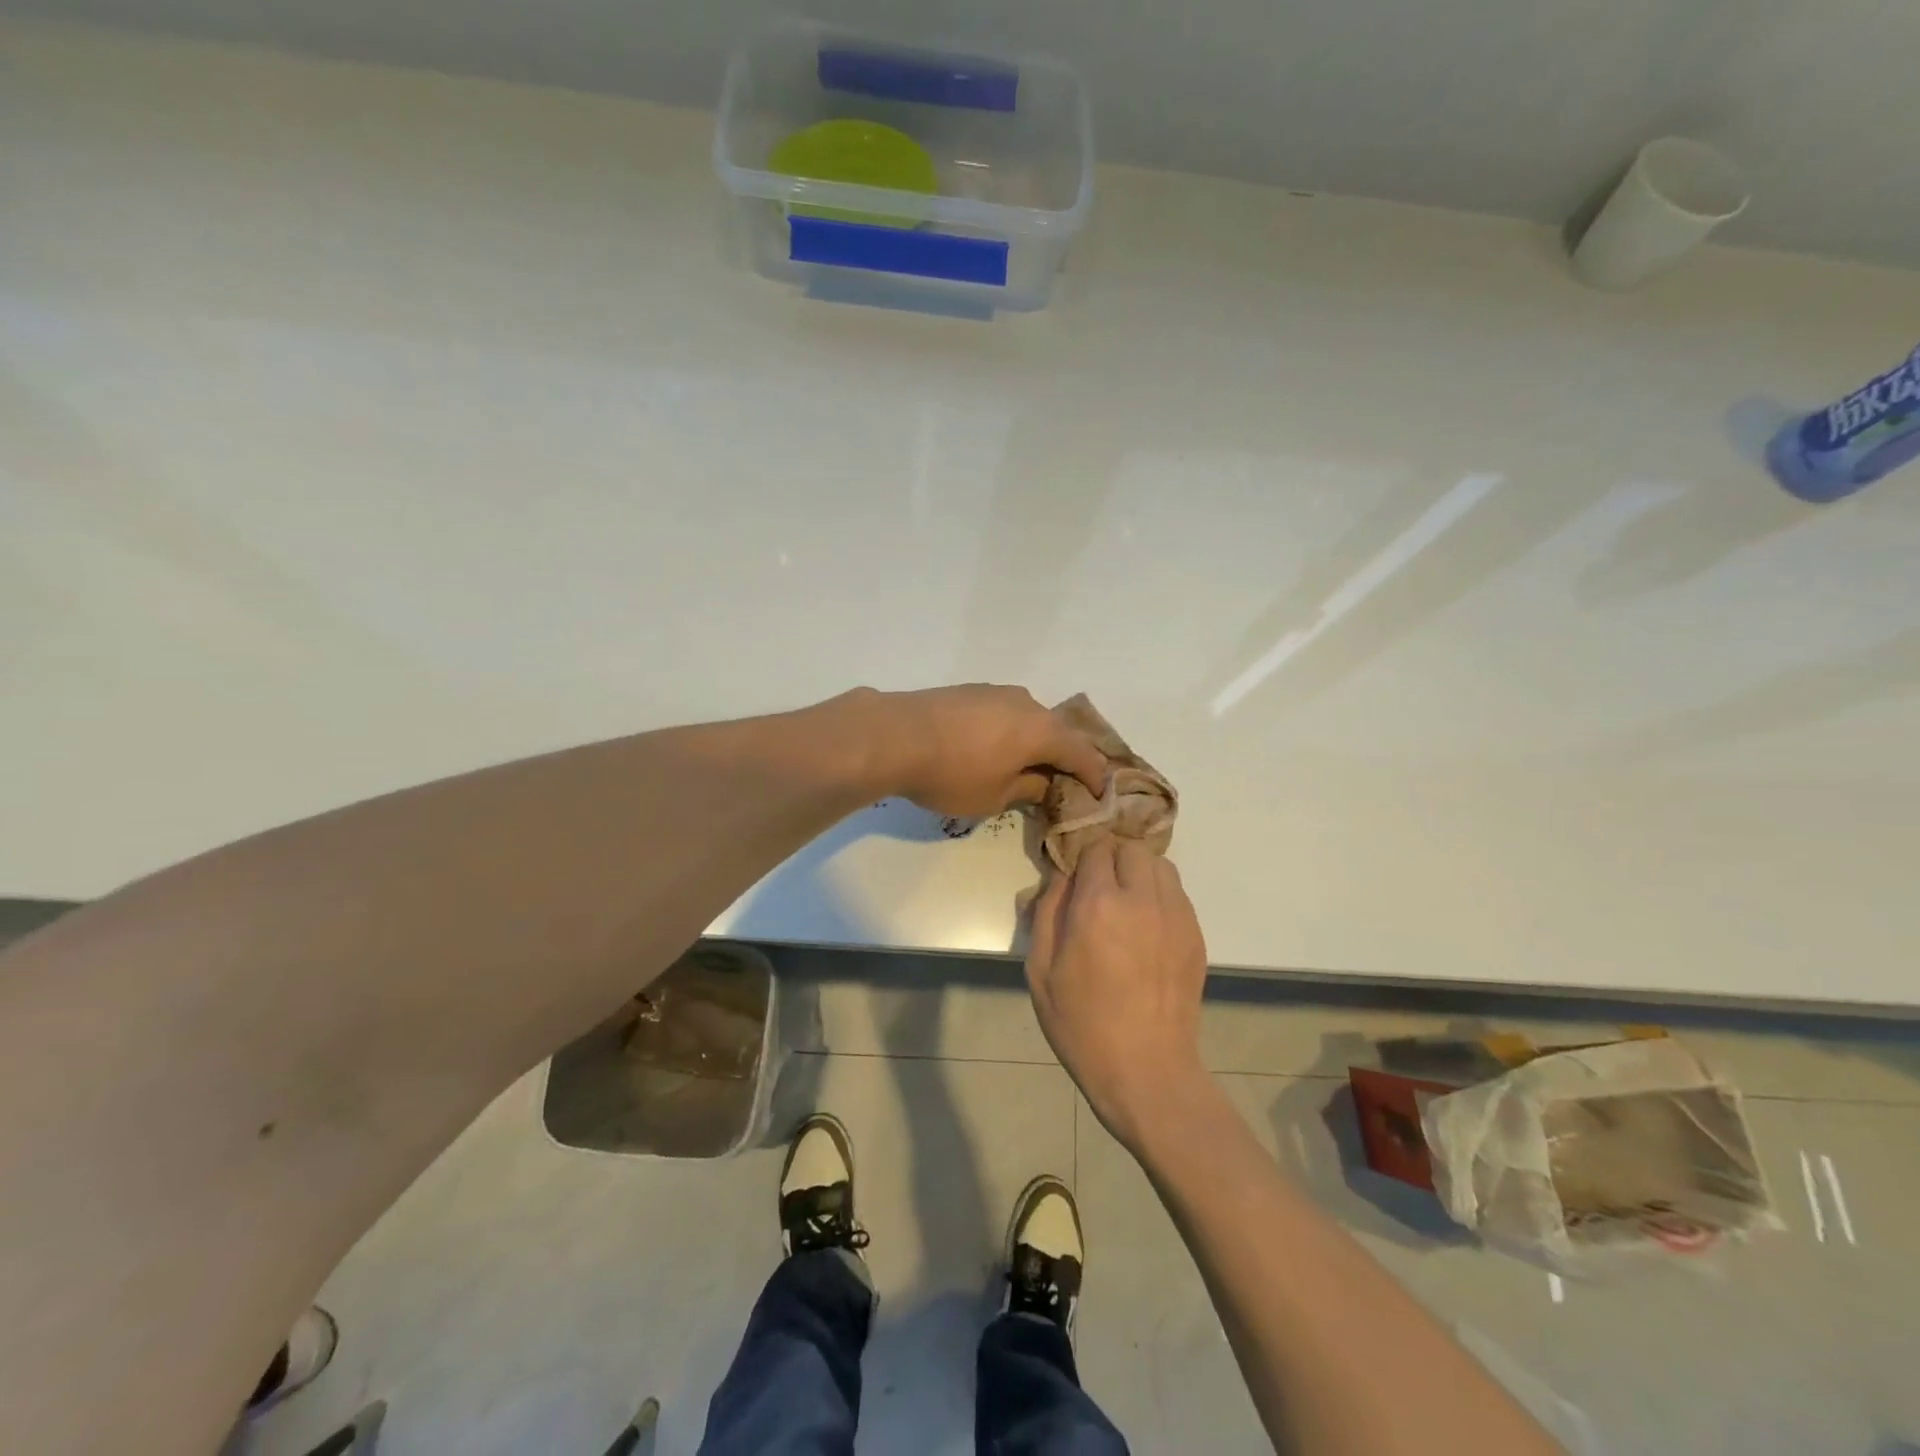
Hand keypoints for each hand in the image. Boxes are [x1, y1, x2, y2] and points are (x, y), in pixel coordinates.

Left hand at [874, 685, 1107, 818]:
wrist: (894, 735)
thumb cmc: (952, 773)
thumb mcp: (994, 796)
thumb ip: (1027, 789)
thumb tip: (1043, 783)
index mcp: (1042, 730)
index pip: (1083, 754)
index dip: (1095, 776)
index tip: (1099, 795)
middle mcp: (1026, 703)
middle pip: (1057, 732)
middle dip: (1064, 758)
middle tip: (1062, 783)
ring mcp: (996, 692)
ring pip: (1029, 719)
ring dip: (1034, 743)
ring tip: (1026, 766)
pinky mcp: (970, 690)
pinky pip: (1004, 713)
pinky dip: (1010, 732)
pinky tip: (994, 748)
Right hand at [1025, 839, 1210, 1150]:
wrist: (1146, 1069)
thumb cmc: (1082, 1024)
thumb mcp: (1041, 970)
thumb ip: (1047, 911)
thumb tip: (1060, 877)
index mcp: (1098, 904)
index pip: (1095, 849)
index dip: (1081, 859)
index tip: (1074, 878)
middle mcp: (1142, 899)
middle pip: (1131, 848)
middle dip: (1111, 860)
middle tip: (1098, 890)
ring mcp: (1175, 915)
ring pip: (1160, 865)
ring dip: (1139, 872)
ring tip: (1125, 903)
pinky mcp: (1195, 934)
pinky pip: (1177, 893)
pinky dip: (1160, 895)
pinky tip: (1146, 927)